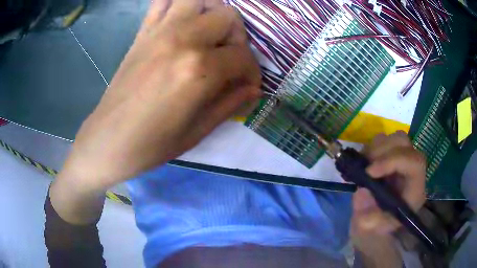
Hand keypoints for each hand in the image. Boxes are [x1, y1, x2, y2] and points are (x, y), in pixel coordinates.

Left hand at [57, 0, 260, 191]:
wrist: (109, 140)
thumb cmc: (153, 144)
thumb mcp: (199, 131)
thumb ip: (231, 103)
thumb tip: (254, 88)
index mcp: (199, 70)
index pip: (243, 57)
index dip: (252, 72)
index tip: (247, 85)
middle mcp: (183, 39)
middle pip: (228, 16)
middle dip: (237, 38)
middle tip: (228, 59)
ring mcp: (160, 30)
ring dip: (212, 13)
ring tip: (209, 35)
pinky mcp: (143, 32)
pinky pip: (163, 1)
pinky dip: (178, 3)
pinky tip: (182, 19)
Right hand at [350, 132, 425, 266]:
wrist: (375, 223)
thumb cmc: (376, 228)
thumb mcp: (371, 230)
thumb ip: (368, 218)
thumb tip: (362, 193)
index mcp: (414, 189)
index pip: (415, 163)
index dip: (393, 161)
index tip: (370, 172)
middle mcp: (411, 170)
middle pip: (405, 143)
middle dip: (382, 151)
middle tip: (365, 166)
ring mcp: (402, 160)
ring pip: (394, 138)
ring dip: (376, 148)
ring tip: (364, 165)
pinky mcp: (391, 157)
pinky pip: (383, 141)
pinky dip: (372, 148)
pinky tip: (364, 162)